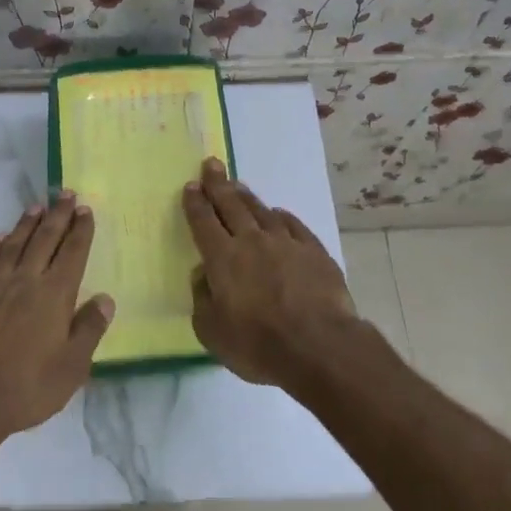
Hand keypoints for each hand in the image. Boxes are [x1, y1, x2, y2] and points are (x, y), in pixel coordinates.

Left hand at [0, 195, 113, 441]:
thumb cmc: (27, 387)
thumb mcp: (72, 367)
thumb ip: (89, 329)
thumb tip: (105, 298)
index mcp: (54, 295)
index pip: (72, 253)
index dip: (81, 230)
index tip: (86, 210)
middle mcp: (25, 280)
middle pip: (45, 239)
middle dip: (58, 215)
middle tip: (66, 193)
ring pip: (13, 245)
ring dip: (27, 224)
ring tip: (37, 206)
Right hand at [182, 158, 356, 387]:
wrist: (319, 346)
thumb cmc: (258, 344)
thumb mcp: (212, 332)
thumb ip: (202, 299)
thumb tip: (203, 274)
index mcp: (222, 258)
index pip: (203, 222)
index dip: (195, 203)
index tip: (191, 185)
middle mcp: (251, 241)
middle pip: (231, 205)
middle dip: (218, 184)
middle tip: (212, 164)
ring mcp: (285, 242)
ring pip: (261, 211)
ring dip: (247, 196)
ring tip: (238, 184)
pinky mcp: (314, 251)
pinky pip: (293, 224)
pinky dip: (281, 216)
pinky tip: (278, 213)